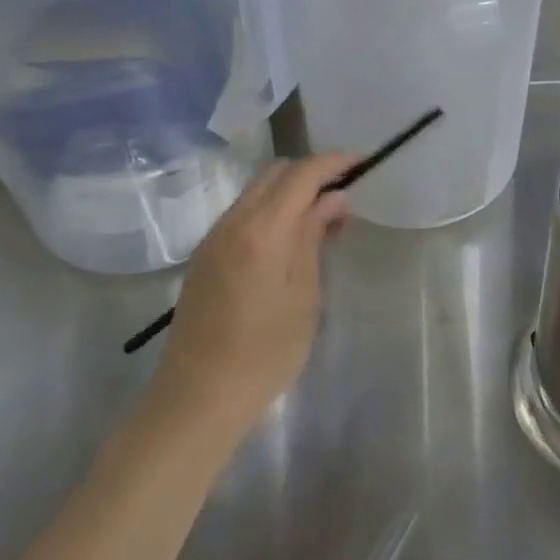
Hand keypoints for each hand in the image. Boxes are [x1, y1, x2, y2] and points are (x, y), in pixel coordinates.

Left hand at [150, 153, 357, 438]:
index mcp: (261, 230)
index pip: (301, 174)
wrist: (197, 397)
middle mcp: (232, 222)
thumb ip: (314, 237)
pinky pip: (243, 214)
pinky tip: (288, 243)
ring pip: (256, 192)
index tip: (362, 163)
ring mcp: (213, 238)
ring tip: (321, 225)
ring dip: (290, 193)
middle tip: (342, 200)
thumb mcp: (304, 296)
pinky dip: (270, 211)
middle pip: (275, 173)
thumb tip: (333, 197)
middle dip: (311, 174)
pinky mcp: (205, 256)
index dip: (333, 162)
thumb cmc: (264, 353)